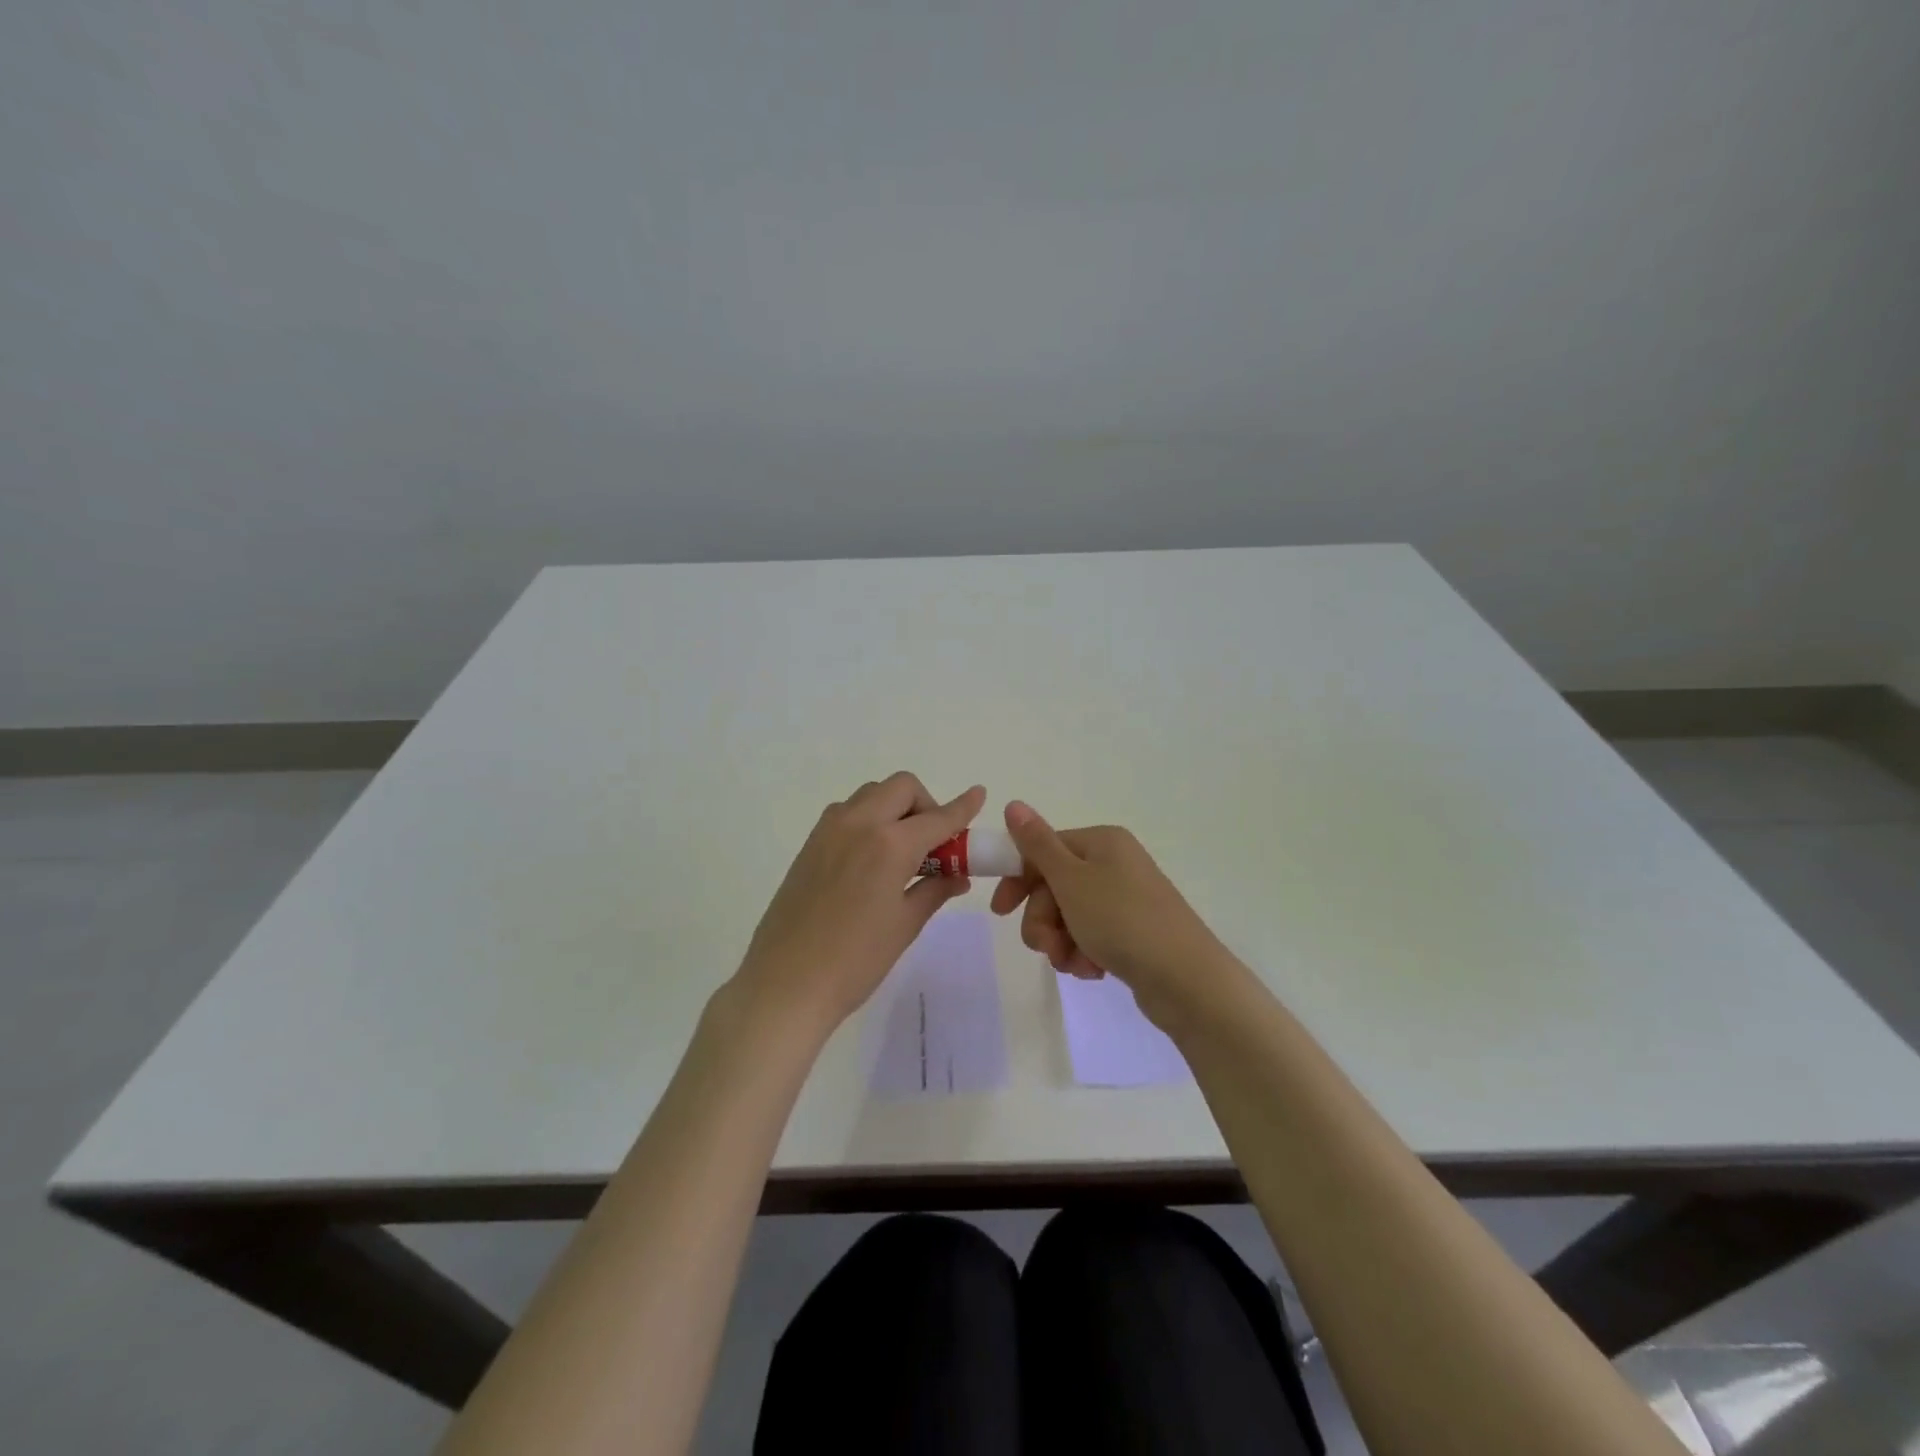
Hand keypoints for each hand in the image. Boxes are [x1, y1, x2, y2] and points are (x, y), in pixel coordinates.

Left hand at [732, 773, 985, 1037]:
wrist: (786, 983)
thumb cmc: (855, 961)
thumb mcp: (905, 925)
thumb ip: (935, 889)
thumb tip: (958, 874)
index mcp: (890, 844)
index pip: (937, 817)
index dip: (963, 807)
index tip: (979, 795)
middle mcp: (859, 823)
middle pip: (901, 788)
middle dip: (925, 804)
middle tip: (934, 843)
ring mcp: (829, 829)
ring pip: (872, 794)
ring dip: (895, 808)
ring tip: (903, 851)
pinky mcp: (810, 843)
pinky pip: (848, 812)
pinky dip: (870, 819)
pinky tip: (872, 859)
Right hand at [989, 802, 1234, 1030]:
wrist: (1186, 979)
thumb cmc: (1121, 920)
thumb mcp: (1071, 880)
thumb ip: (1037, 844)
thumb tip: (1014, 803)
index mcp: (1101, 842)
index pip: (1044, 850)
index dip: (1018, 880)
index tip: (1000, 911)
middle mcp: (1115, 863)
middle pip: (1055, 886)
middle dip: (1043, 920)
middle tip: (1046, 947)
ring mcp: (1127, 899)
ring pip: (1069, 916)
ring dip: (1061, 942)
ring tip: (1073, 964)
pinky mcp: (1134, 932)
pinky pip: (1092, 936)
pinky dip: (1084, 953)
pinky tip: (1092, 971)